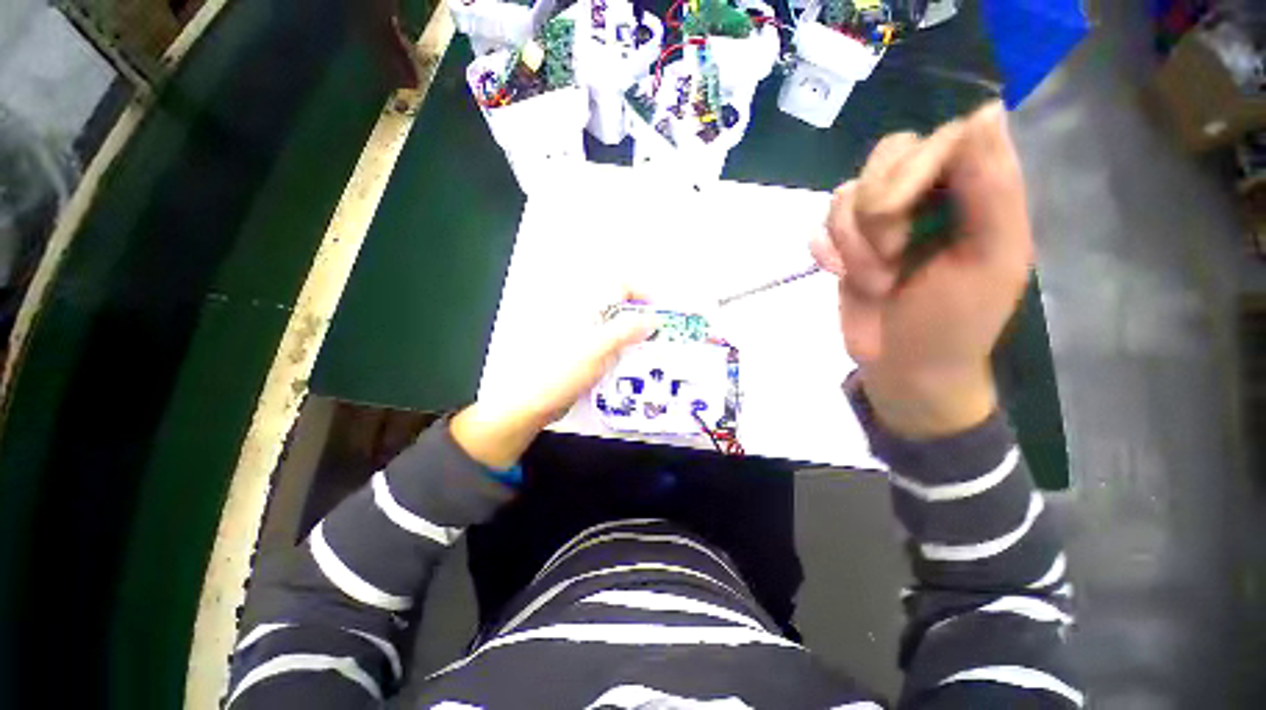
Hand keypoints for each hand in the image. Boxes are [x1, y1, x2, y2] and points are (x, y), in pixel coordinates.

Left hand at [451, 306, 654, 469]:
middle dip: (643, 317)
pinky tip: (633, 365)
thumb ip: (626, 330)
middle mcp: (586, 317)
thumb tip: (652, 319)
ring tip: (652, 351)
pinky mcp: (586, 353)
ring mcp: (586, 336)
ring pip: (618, 328)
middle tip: (660, 334)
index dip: (641, 292)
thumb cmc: (561, 371)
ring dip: (636, 336)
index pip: (618, 285)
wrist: (534, 402)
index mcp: (585, 307)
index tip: (658, 312)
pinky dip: (626, 350)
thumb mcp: (597, 348)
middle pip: (621, 307)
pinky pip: (612, 346)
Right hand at [811, 102, 1032, 437]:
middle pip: (885, 156)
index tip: (900, 219)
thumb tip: (984, 110)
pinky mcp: (844, 246)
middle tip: (892, 256)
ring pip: (845, 194)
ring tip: (875, 280)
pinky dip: (826, 251)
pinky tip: (837, 274)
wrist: (903, 367)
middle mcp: (926, 196)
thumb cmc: (954, 323)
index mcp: (974, 193)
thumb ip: (993, 189)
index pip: (938, 139)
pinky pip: (821, 225)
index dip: (911, 172)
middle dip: (877, 213)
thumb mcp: (989, 260)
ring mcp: (879, 222)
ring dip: (852, 244)